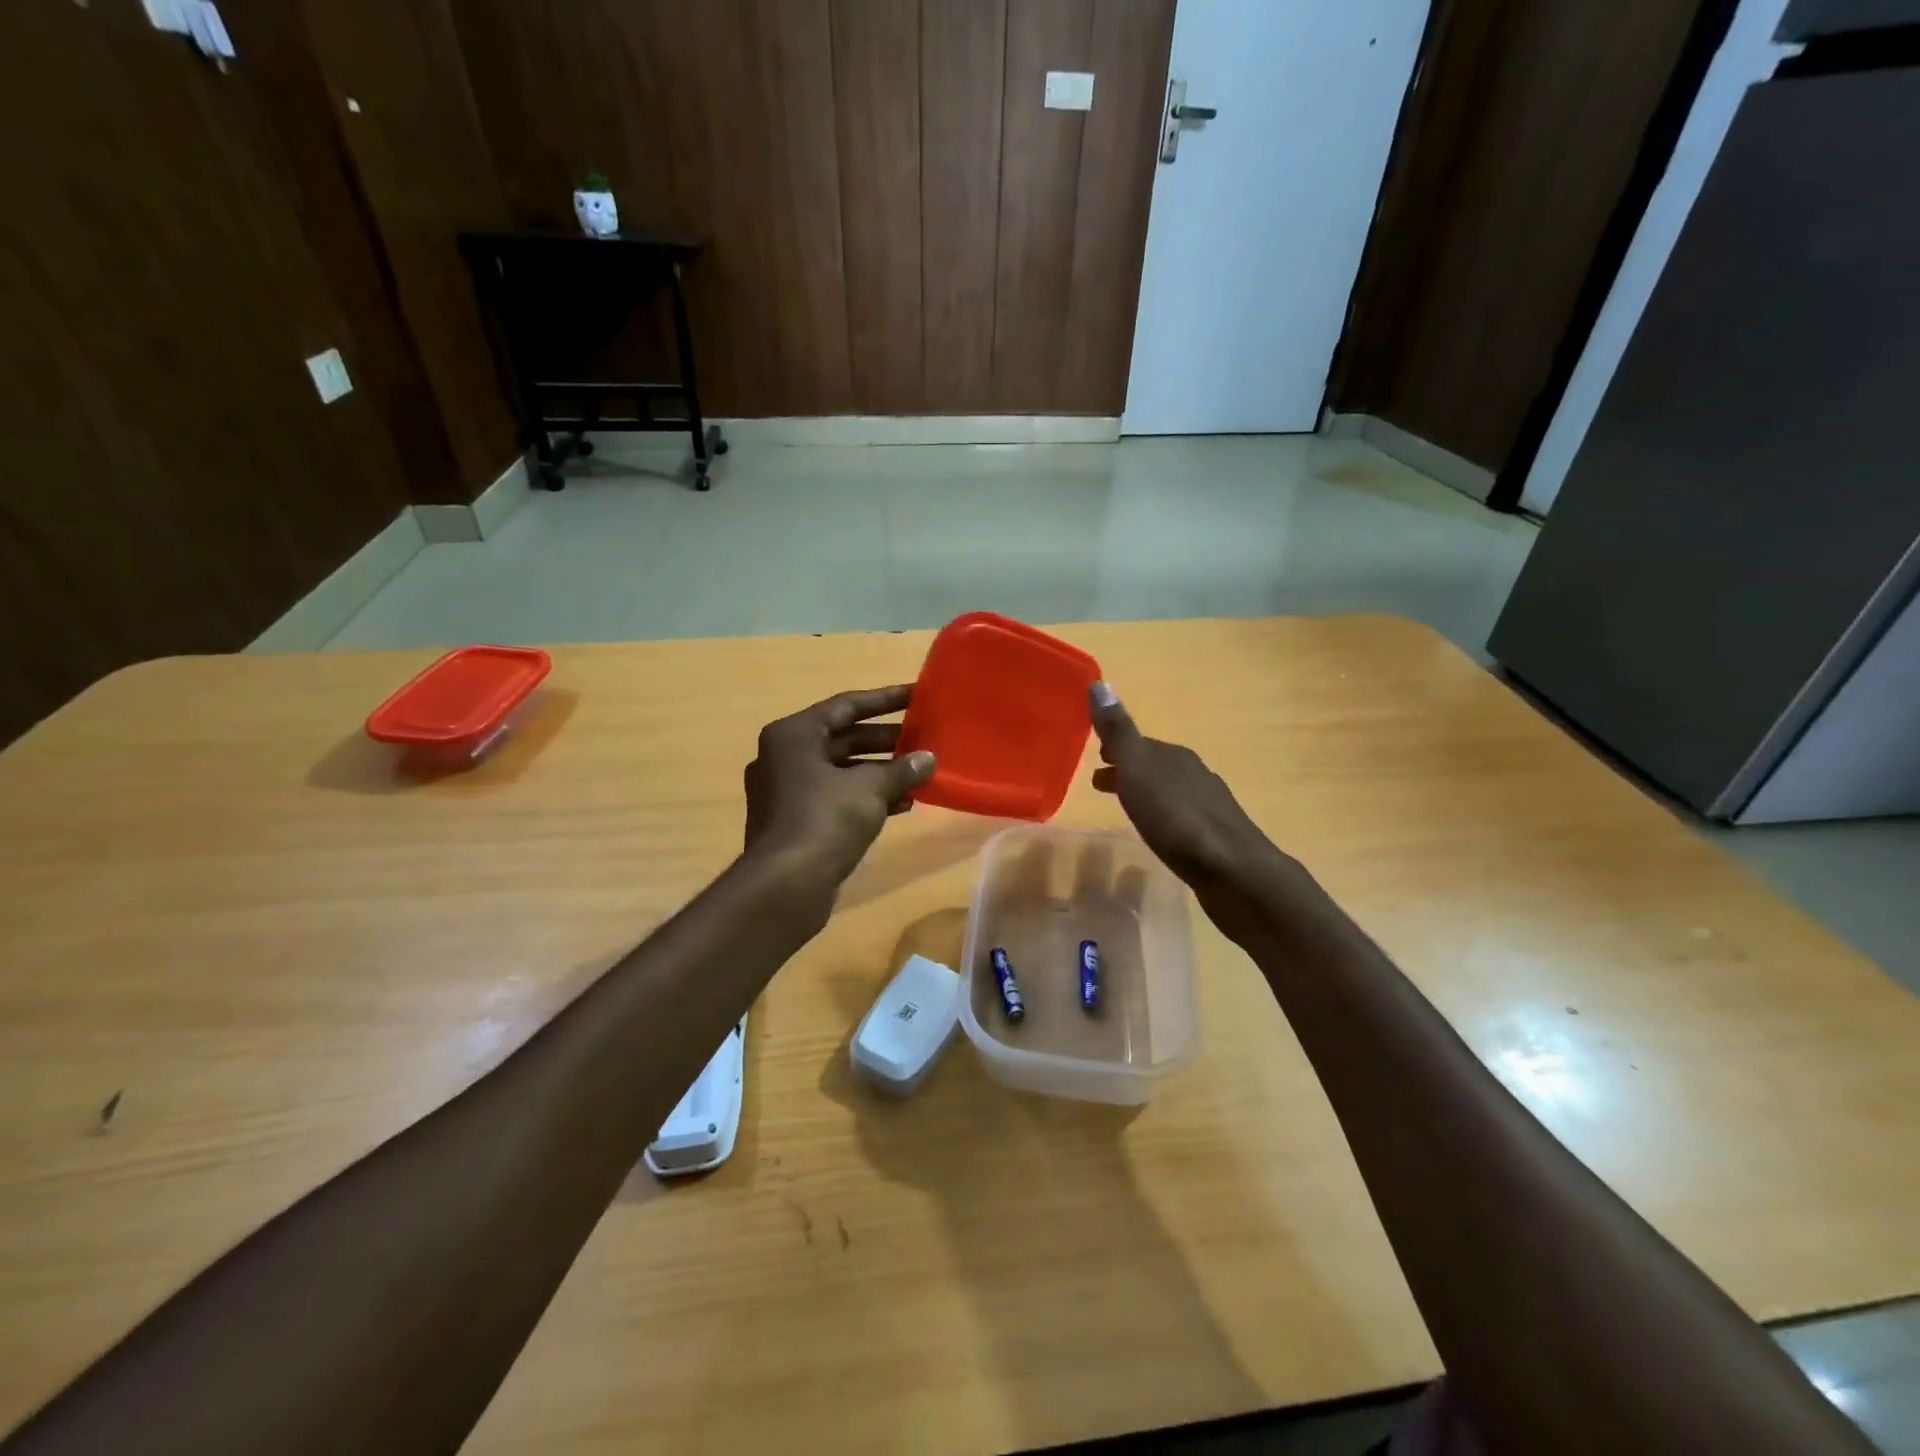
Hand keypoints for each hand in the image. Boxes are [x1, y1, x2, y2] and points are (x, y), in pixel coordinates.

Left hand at [742, 685, 936, 889]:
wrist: (785, 885)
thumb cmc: (825, 820)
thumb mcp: (870, 789)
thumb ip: (902, 769)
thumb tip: (928, 758)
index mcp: (794, 735)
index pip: (846, 705)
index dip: (885, 699)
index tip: (917, 695)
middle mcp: (784, 756)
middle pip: (843, 738)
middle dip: (886, 741)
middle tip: (924, 739)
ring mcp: (786, 791)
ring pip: (842, 771)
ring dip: (880, 772)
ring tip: (920, 774)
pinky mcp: (794, 821)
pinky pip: (836, 797)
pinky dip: (866, 797)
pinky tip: (902, 804)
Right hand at [1088, 682, 1276, 888]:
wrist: (1232, 870)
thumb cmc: (1177, 818)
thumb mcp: (1139, 770)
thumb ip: (1118, 732)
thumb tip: (1099, 683)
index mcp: (1174, 756)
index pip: (1140, 743)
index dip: (1116, 748)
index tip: (1094, 758)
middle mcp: (1194, 774)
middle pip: (1154, 765)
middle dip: (1128, 769)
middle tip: (1100, 783)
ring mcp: (1209, 806)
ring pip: (1168, 790)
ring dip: (1144, 793)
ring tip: (1125, 810)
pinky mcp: (1215, 837)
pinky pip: (1180, 816)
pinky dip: (1162, 816)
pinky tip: (1159, 833)